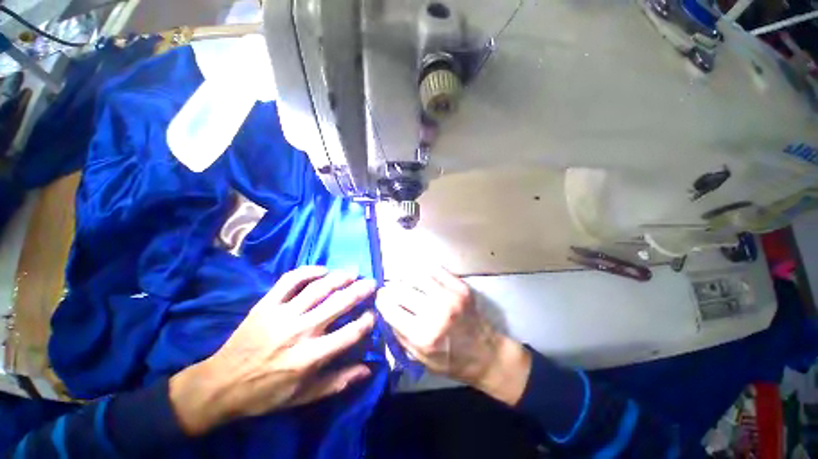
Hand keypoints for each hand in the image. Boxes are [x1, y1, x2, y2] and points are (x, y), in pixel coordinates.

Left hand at [170, 266, 376, 435]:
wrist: (221, 385)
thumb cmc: (266, 393)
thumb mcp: (304, 396)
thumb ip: (338, 382)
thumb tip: (368, 369)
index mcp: (310, 357)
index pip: (350, 333)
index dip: (367, 321)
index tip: (374, 313)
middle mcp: (299, 331)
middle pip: (338, 303)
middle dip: (360, 290)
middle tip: (372, 283)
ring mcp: (281, 314)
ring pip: (318, 288)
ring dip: (340, 277)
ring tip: (353, 272)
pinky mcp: (266, 304)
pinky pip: (290, 280)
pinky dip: (309, 271)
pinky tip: (323, 270)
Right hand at [376, 266, 530, 405]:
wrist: (485, 354)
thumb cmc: (451, 361)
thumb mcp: (419, 358)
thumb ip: (399, 334)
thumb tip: (385, 310)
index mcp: (423, 335)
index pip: (390, 308)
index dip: (381, 301)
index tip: (379, 298)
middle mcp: (436, 312)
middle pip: (401, 289)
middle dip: (390, 289)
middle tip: (389, 290)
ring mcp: (450, 296)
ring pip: (416, 276)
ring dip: (405, 278)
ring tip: (404, 283)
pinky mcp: (461, 287)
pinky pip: (436, 270)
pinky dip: (424, 272)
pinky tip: (421, 278)